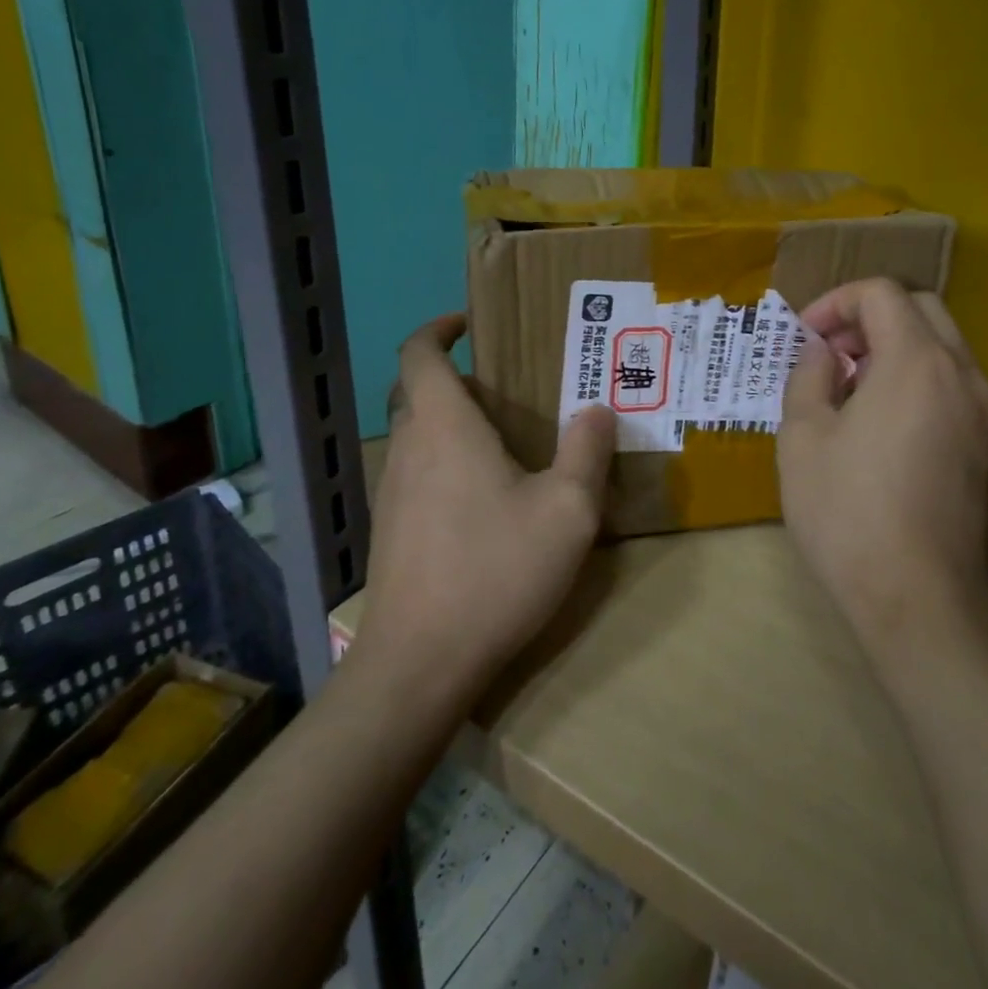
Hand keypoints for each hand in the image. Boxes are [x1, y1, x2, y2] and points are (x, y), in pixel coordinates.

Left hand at [354, 314, 615, 709]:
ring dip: (450, 424)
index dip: (437, 329)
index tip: (467, 325)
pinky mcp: (390, 530)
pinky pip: (415, 473)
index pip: (418, 353)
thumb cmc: (494, 570)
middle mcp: (407, 449)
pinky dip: (443, 463)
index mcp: (443, 427)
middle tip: (505, 389)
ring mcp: (390, 492)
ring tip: (504, 443)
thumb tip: (597, 410)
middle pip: (416, 392)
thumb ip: (586, 452)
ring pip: (415, 435)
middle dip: (453, 378)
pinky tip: (483, 502)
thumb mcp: (567, 511)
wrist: (418, 664)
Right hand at [777, 279, 987, 674]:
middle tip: (833, 355)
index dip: (837, 302)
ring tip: (855, 393)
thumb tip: (826, 354)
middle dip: (871, 318)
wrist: (922, 601)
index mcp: (917, 362)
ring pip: (945, 349)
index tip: (807, 336)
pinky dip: (921, 383)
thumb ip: (810, 375)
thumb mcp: (802, 436)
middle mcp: (965, 375)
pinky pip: (957, 388)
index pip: (882, 293)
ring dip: (897, 350)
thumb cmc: (849, 511)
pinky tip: (889, 429)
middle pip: (922, 310)